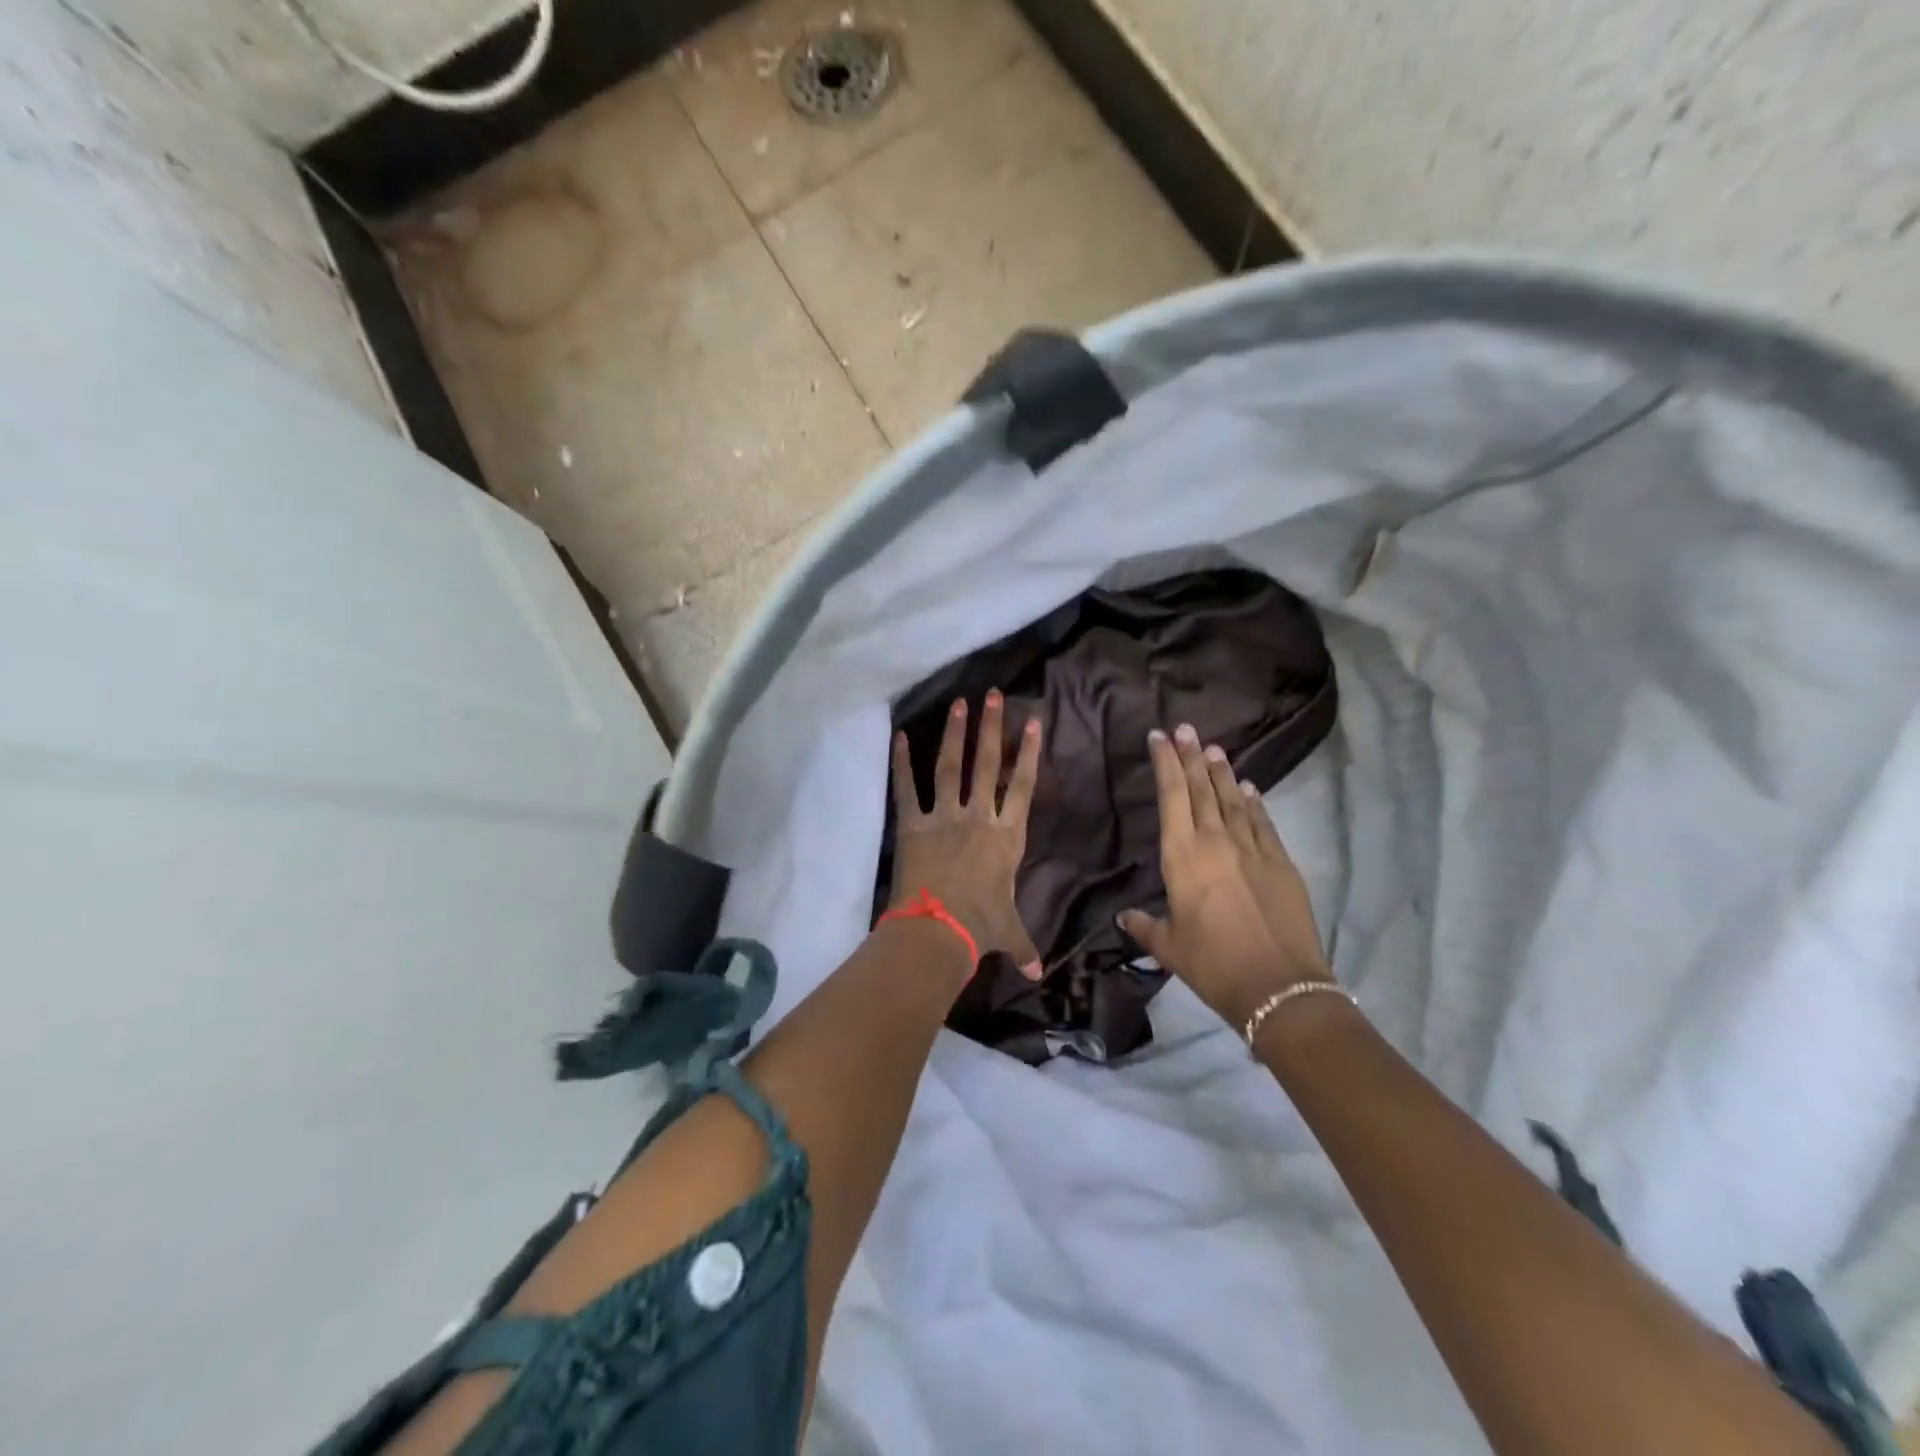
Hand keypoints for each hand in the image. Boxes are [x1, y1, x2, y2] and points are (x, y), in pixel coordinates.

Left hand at [890, 692, 1043, 980]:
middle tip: (994, 695)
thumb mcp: (1008, 932)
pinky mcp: (913, 825)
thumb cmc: (980, 927)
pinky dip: (902, 763)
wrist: (938, 931)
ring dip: (956, 734)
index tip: (1032, 722)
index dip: (1028, 753)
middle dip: (992, 728)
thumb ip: (1024, 945)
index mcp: (1007, 836)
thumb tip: (1038, 972)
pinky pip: (907, 789)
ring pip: (951, 767)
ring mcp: (944, 816)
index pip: (1023, 786)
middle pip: (988, 764)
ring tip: (961, 703)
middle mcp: (979, 817)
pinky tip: (900, 736)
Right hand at [1118, 724, 1331, 1029]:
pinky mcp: (1281, 862)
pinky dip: (1254, 802)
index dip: (1165, 763)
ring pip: (1233, 798)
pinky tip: (1248, 788)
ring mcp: (1253, 848)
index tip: (1159, 737)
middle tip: (1184, 728)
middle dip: (1191, 755)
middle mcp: (1216, 841)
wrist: (1279, 987)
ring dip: (1222, 771)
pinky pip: (1263, 822)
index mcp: (1182, 856)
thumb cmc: (1213, 965)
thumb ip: (1145, 926)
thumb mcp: (1169, 947)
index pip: (1171, 796)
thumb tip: (1125, 916)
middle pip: (1201, 788)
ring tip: (1213, 748)